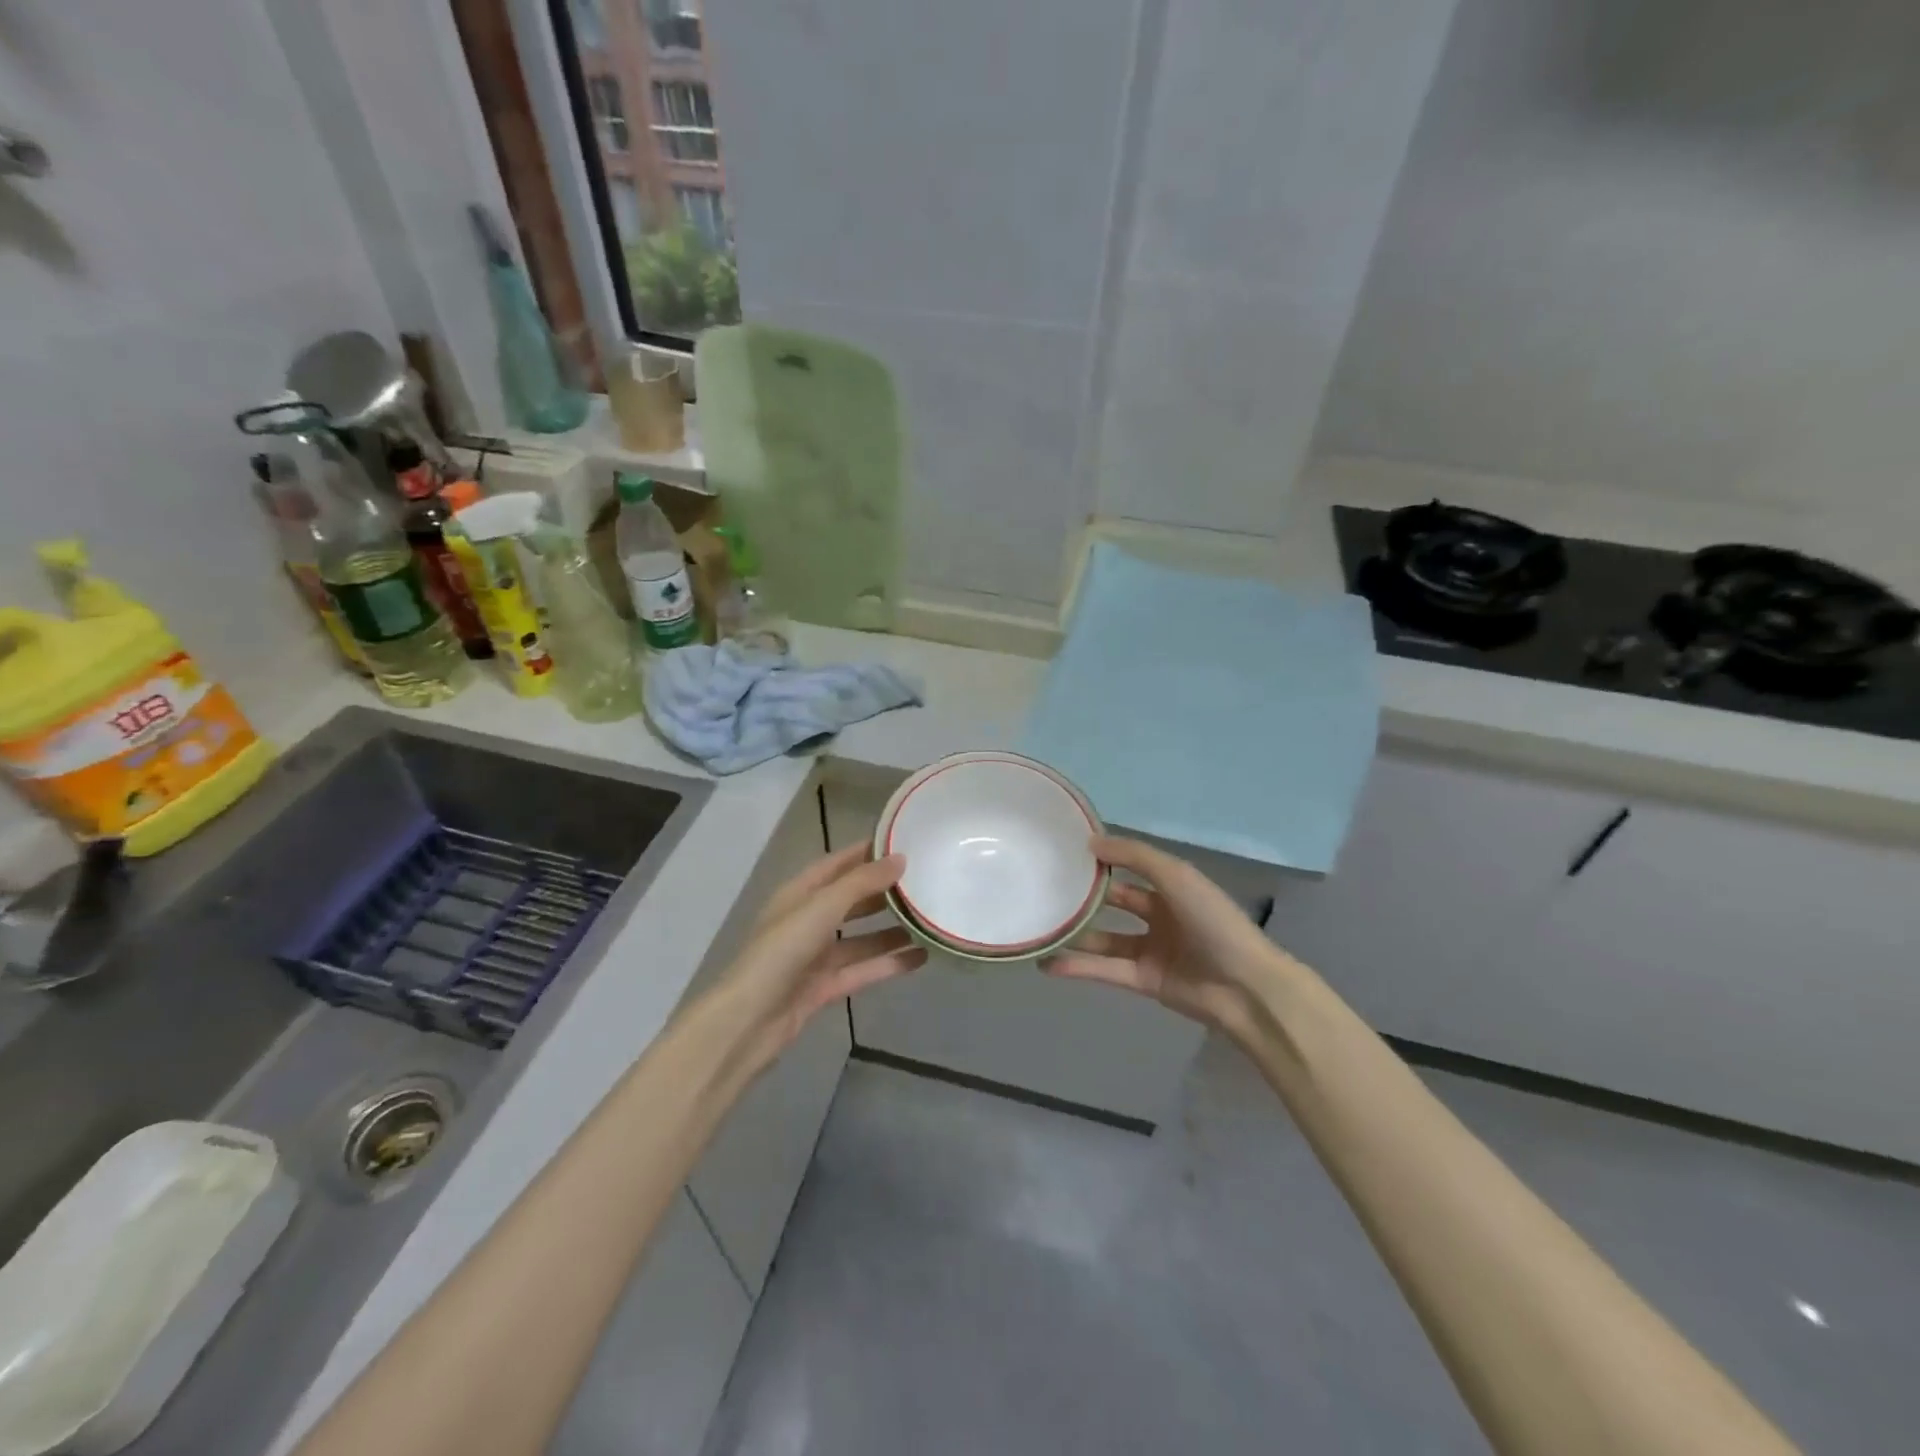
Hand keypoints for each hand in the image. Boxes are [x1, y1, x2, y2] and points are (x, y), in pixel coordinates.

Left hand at [716, 845, 926, 1073]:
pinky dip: (889, 963)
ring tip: (929, 920)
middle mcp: (807, 920)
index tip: (904, 842)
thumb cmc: (781, 951)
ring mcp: (815, 956)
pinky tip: (920, 957)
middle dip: (884, 892)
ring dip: (891, 929)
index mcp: (799, 893)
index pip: (837, 863)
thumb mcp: (822, 908)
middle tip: (925, 882)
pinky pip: (862, 969)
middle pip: (851, 900)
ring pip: (860, 938)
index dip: (867, 852)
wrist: (748, 1021)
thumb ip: (862, 883)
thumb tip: (900, 858)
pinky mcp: (824, 987)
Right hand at [1044, 836, 1281, 1038]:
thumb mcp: (1177, 876)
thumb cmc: (1213, 922)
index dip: (1103, 860)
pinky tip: (1048, 963)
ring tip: (1039, 928)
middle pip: (1115, 902)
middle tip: (1045, 889)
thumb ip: (1134, 856)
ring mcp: (1151, 950)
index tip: (1066, 853)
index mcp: (1173, 887)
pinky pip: (1105, 970)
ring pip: (1105, 939)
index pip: (1132, 867)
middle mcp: (1161, 915)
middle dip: (1085, 897)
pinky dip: (1077, 968)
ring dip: (1075, 935)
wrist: (1245, 987)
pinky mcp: (1144, 981)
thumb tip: (1091, 841)